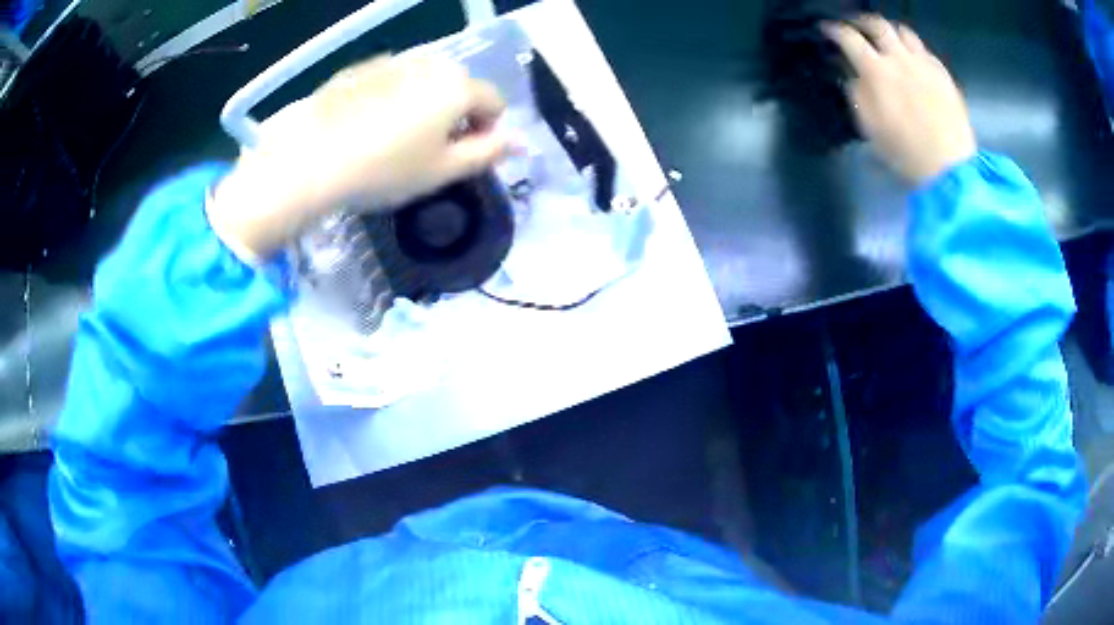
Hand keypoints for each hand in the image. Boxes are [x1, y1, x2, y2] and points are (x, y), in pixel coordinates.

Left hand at [209, 56, 509, 259]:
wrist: (310, 159)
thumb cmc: (384, 169)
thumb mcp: (442, 171)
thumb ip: (488, 153)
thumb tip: (520, 142)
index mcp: (456, 86)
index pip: (493, 103)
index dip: (486, 131)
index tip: (462, 156)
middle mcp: (429, 63)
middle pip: (457, 88)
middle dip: (453, 115)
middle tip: (426, 151)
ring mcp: (391, 62)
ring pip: (422, 83)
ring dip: (421, 106)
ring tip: (392, 140)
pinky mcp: (359, 69)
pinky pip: (389, 82)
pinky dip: (389, 99)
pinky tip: (365, 127)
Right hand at [823, 16, 975, 183]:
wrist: (950, 167)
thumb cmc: (906, 152)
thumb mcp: (870, 128)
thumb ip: (857, 96)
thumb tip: (853, 77)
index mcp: (877, 71)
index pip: (849, 38)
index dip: (835, 31)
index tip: (828, 30)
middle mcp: (899, 59)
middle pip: (877, 25)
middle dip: (862, 22)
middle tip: (856, 26)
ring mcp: (924, 64)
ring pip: (903, 31)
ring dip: (891, 31)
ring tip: (887, 39)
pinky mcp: (943, 74)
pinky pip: (925, 50)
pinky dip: (914, 49)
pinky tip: (914, 60)